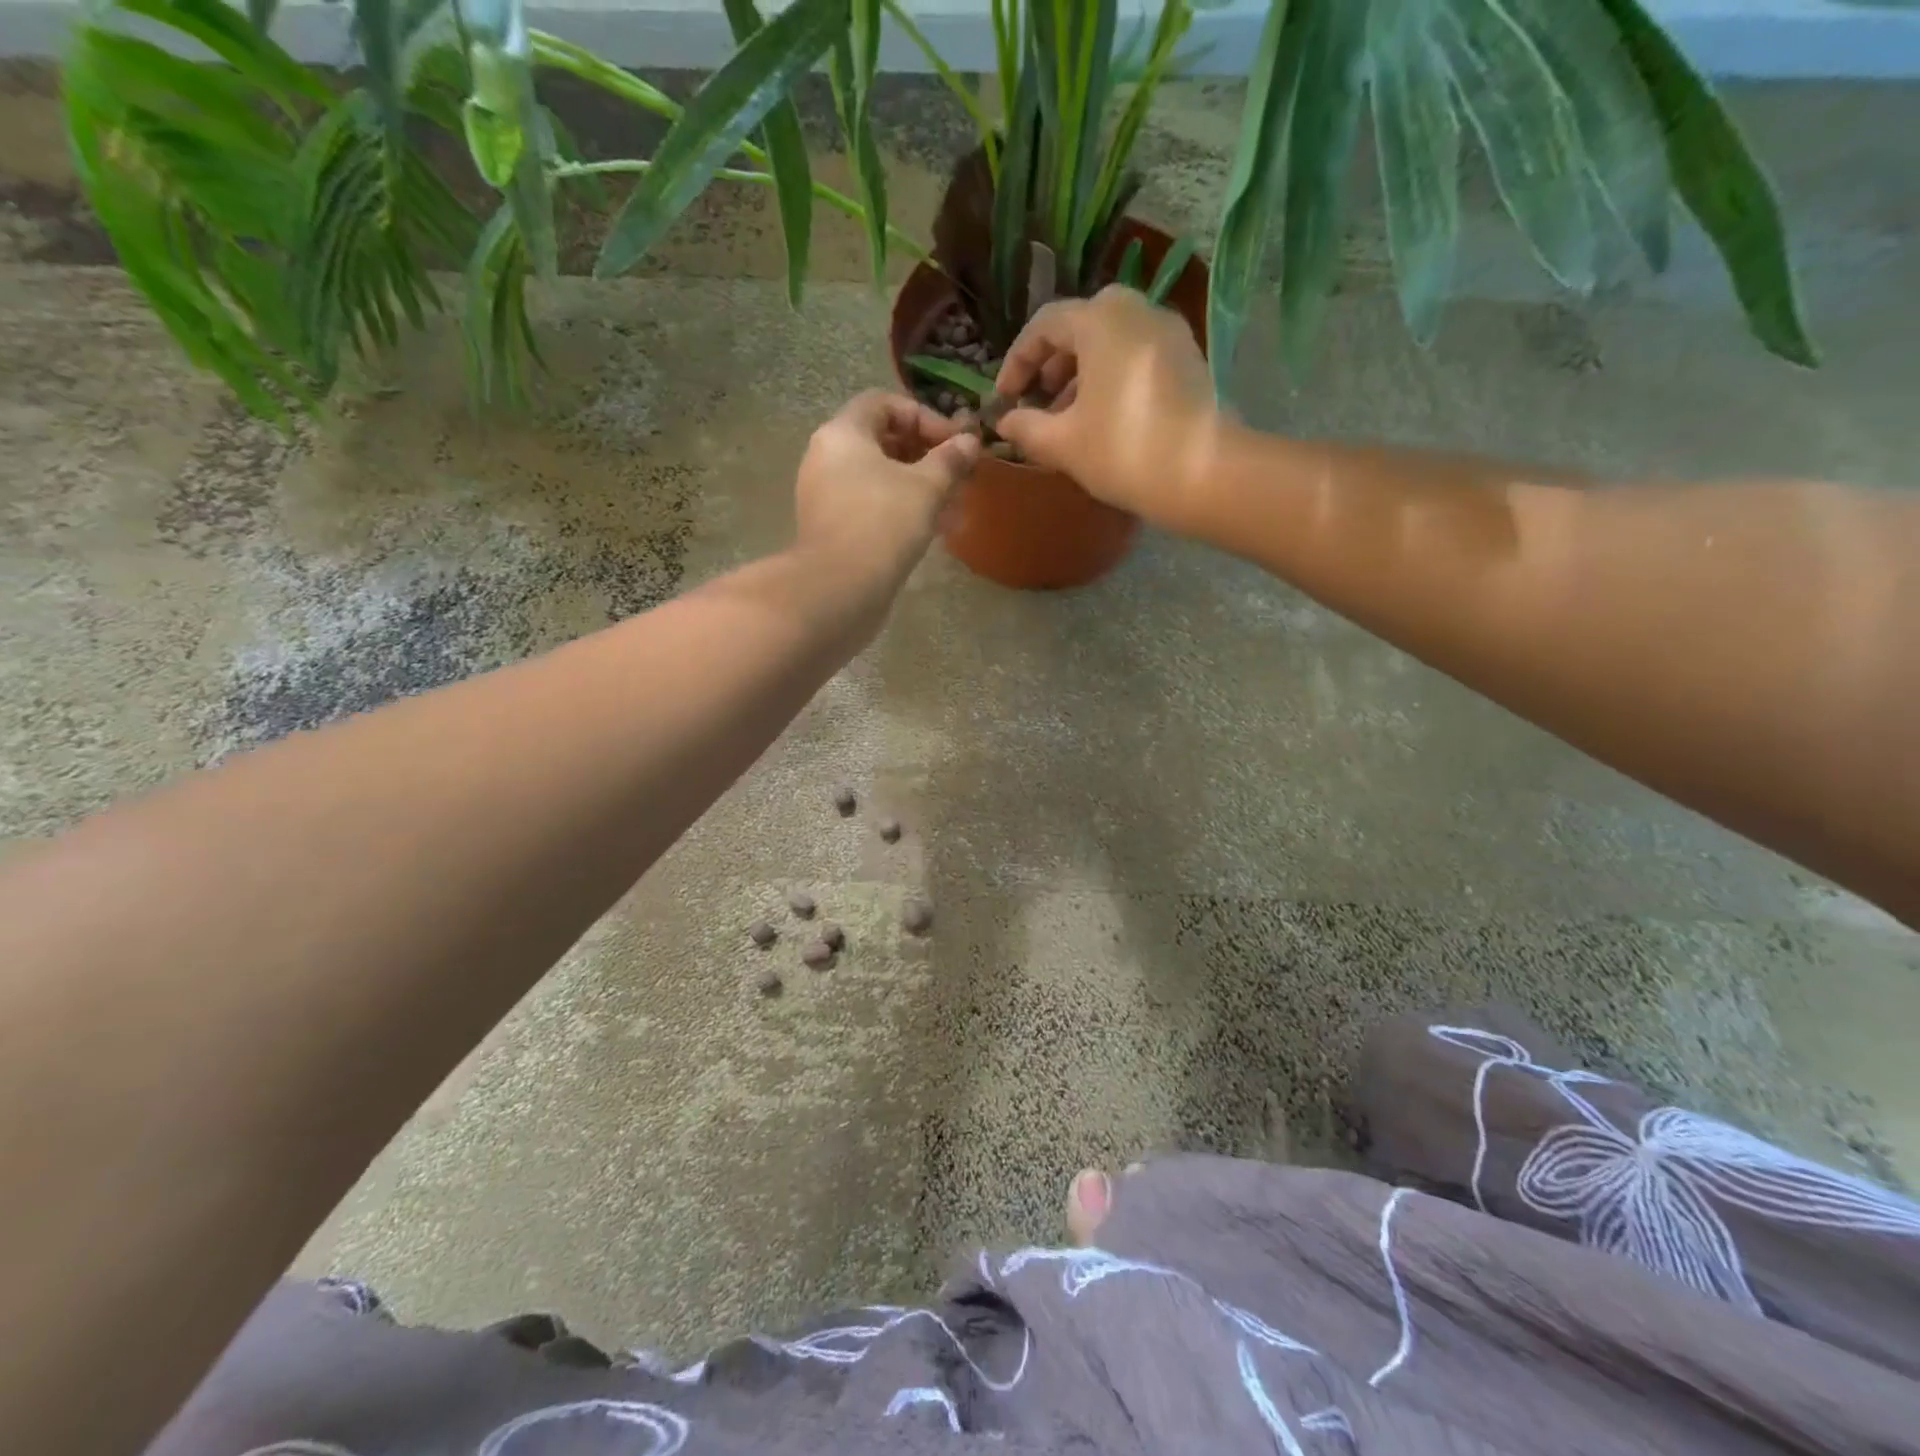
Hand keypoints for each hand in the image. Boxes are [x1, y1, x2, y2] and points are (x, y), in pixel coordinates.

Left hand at [795, 391, 979, 583]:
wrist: (839, 588)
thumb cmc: (883, 523)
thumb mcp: (926, 487)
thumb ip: (950, 460)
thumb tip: (970, 441)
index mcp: (843, 433)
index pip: (884, 404)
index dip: (924, 417)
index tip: (954, 443)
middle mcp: (827, 457)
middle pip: (882, 441)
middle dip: (926, 456)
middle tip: (958, 476)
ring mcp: (826, 495)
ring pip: (879, 478)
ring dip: (919, 487)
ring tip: (953, 508)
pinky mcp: (832, 527)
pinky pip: (870, 506)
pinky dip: (900, 510)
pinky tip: (932, 530)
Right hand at [993, 286, 1222, 533]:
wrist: (1204, 474)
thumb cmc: (1123, 451)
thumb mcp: (1062, 444)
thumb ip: (1026, 427)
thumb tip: (1004, 421)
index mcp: (1100, 320)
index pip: (1044, 325)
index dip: (1017, 360)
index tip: (1005, 397)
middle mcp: (1136, 310)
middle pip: (1080, 325)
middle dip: (1052, 363)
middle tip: (1038, 399)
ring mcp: (1168, 331)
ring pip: (1110, 339)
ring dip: (1081, 372)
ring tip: (1067, 416)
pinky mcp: (1187, 358)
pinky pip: (1136, 354)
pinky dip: (1111, 375)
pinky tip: (1103, 417)